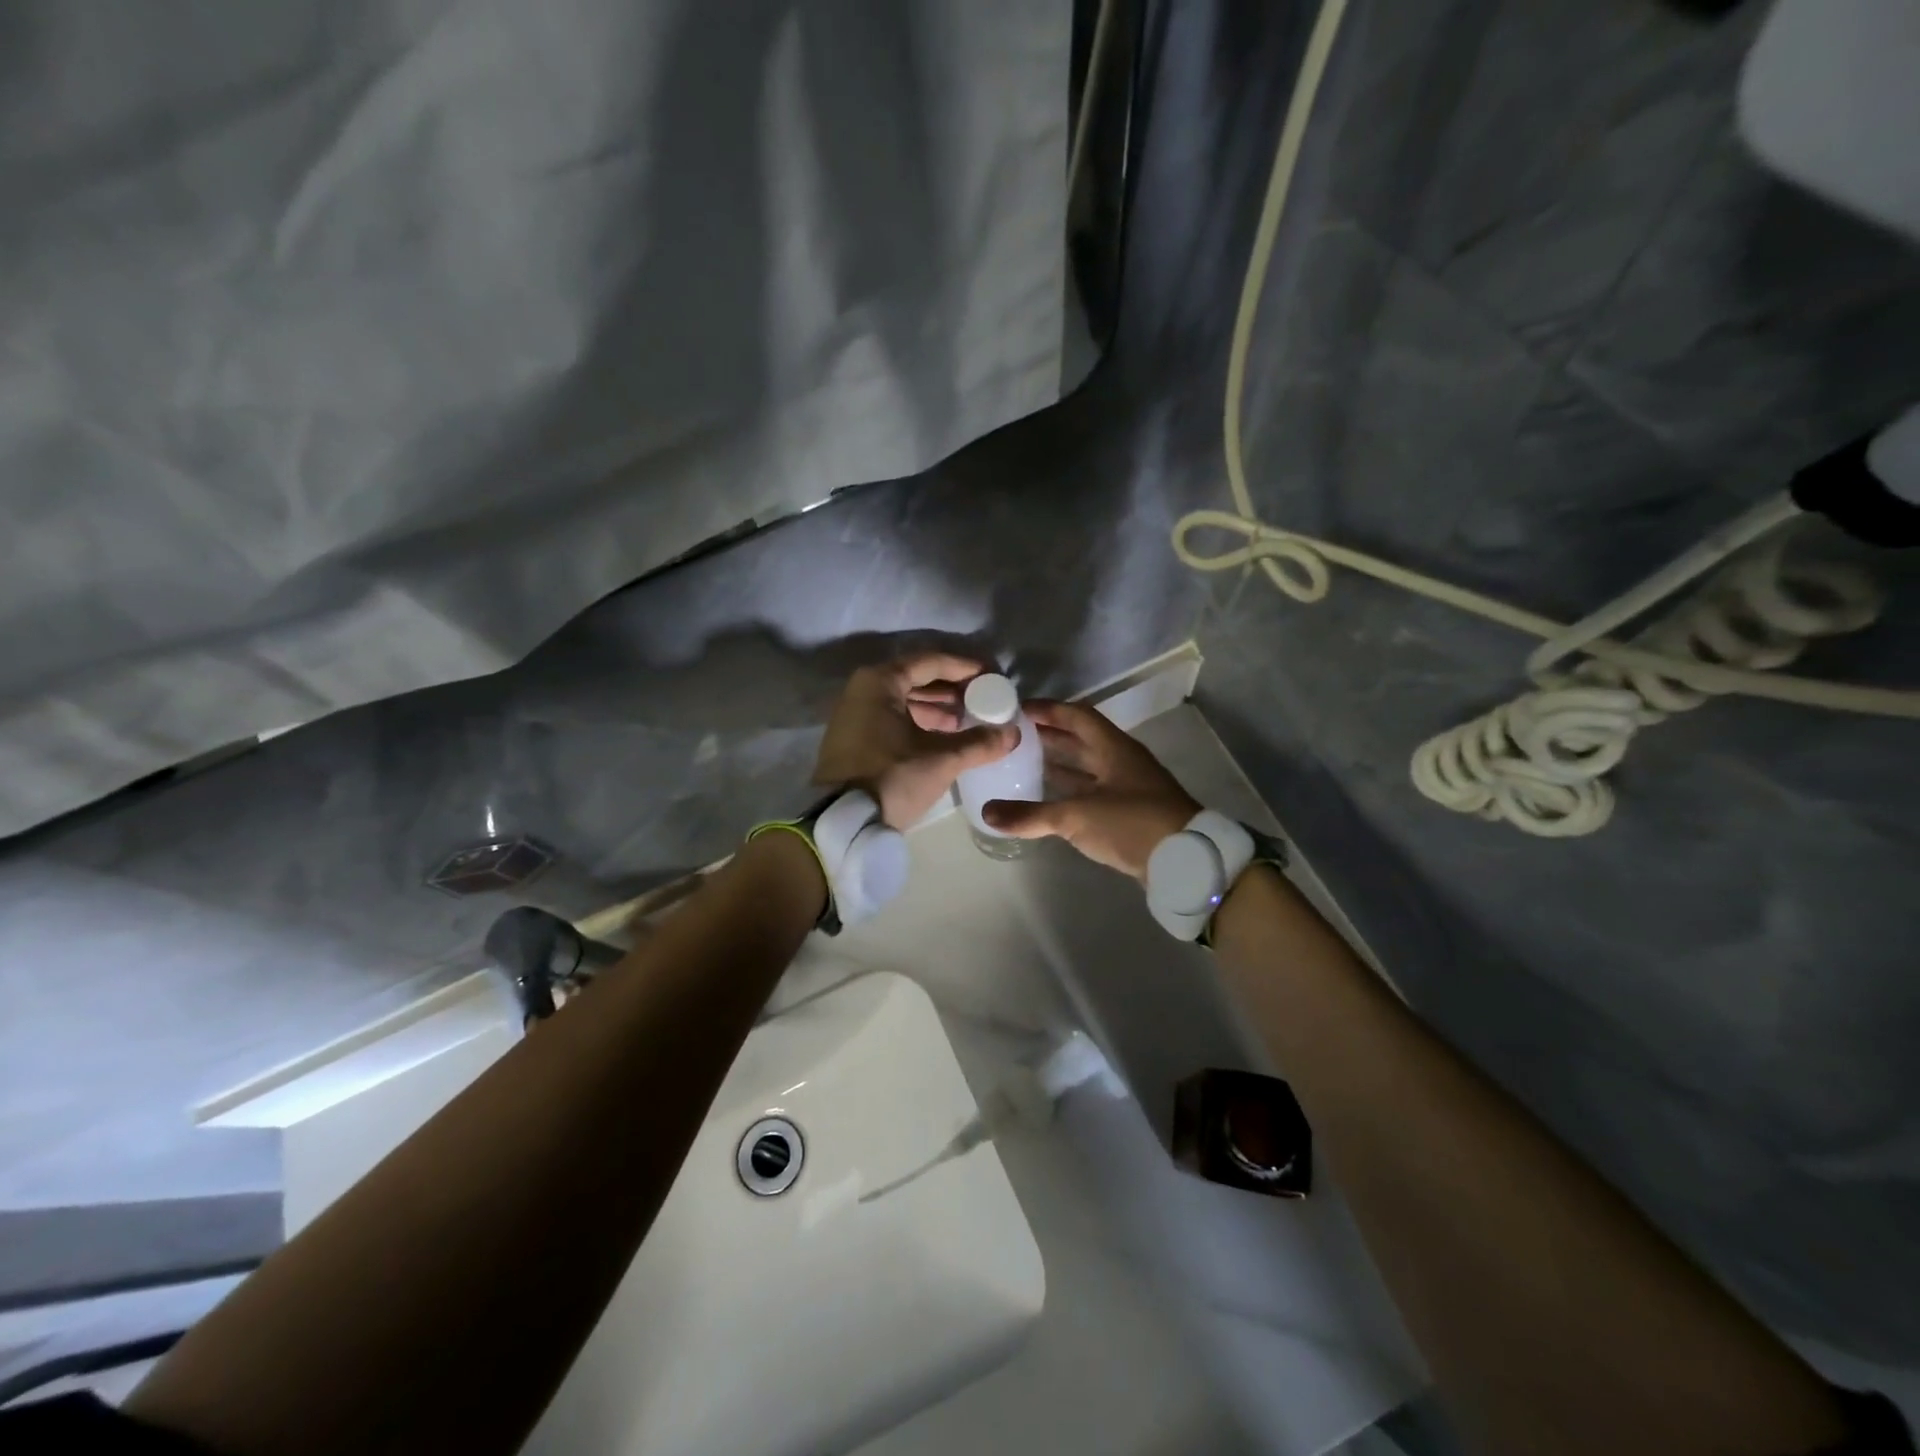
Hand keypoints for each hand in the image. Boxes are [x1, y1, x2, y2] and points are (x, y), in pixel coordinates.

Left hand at [814, 653, 1016, 827]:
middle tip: (985, 698)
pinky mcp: (855, 738)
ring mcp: (856, 714)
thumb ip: (979, 743)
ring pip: (906, 700)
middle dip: (953, 689)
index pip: (932, 662)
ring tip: (971, 720)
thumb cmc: (891, 778)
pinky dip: (920, 722)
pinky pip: (894, 718)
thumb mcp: (940, 760)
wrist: (842, 822)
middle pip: (918, 679)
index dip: (966, 668)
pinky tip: (946, 736)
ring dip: (938, 708)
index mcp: (880, 682)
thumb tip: (1012, 734)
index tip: (993, 676)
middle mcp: (864, 689)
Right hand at [982, 700, 1198, 880]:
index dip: (1048, 710)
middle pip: (1081, 740)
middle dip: (1049, 736)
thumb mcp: (1077, 816)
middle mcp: (1121, 761)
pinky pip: (1091, 792)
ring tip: (1023, 763)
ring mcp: (1127, 787)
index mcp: (1114, 748)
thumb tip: (987, 813)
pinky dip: (1068, 791)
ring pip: (1086, 768)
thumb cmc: (1132, 823)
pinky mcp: (1128, 812)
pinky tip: (1047, 799)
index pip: (1077, 716)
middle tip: (1014, 736)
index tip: (1018, 709)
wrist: (1184, 860)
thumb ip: (1031, 815)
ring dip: (1058, 764)